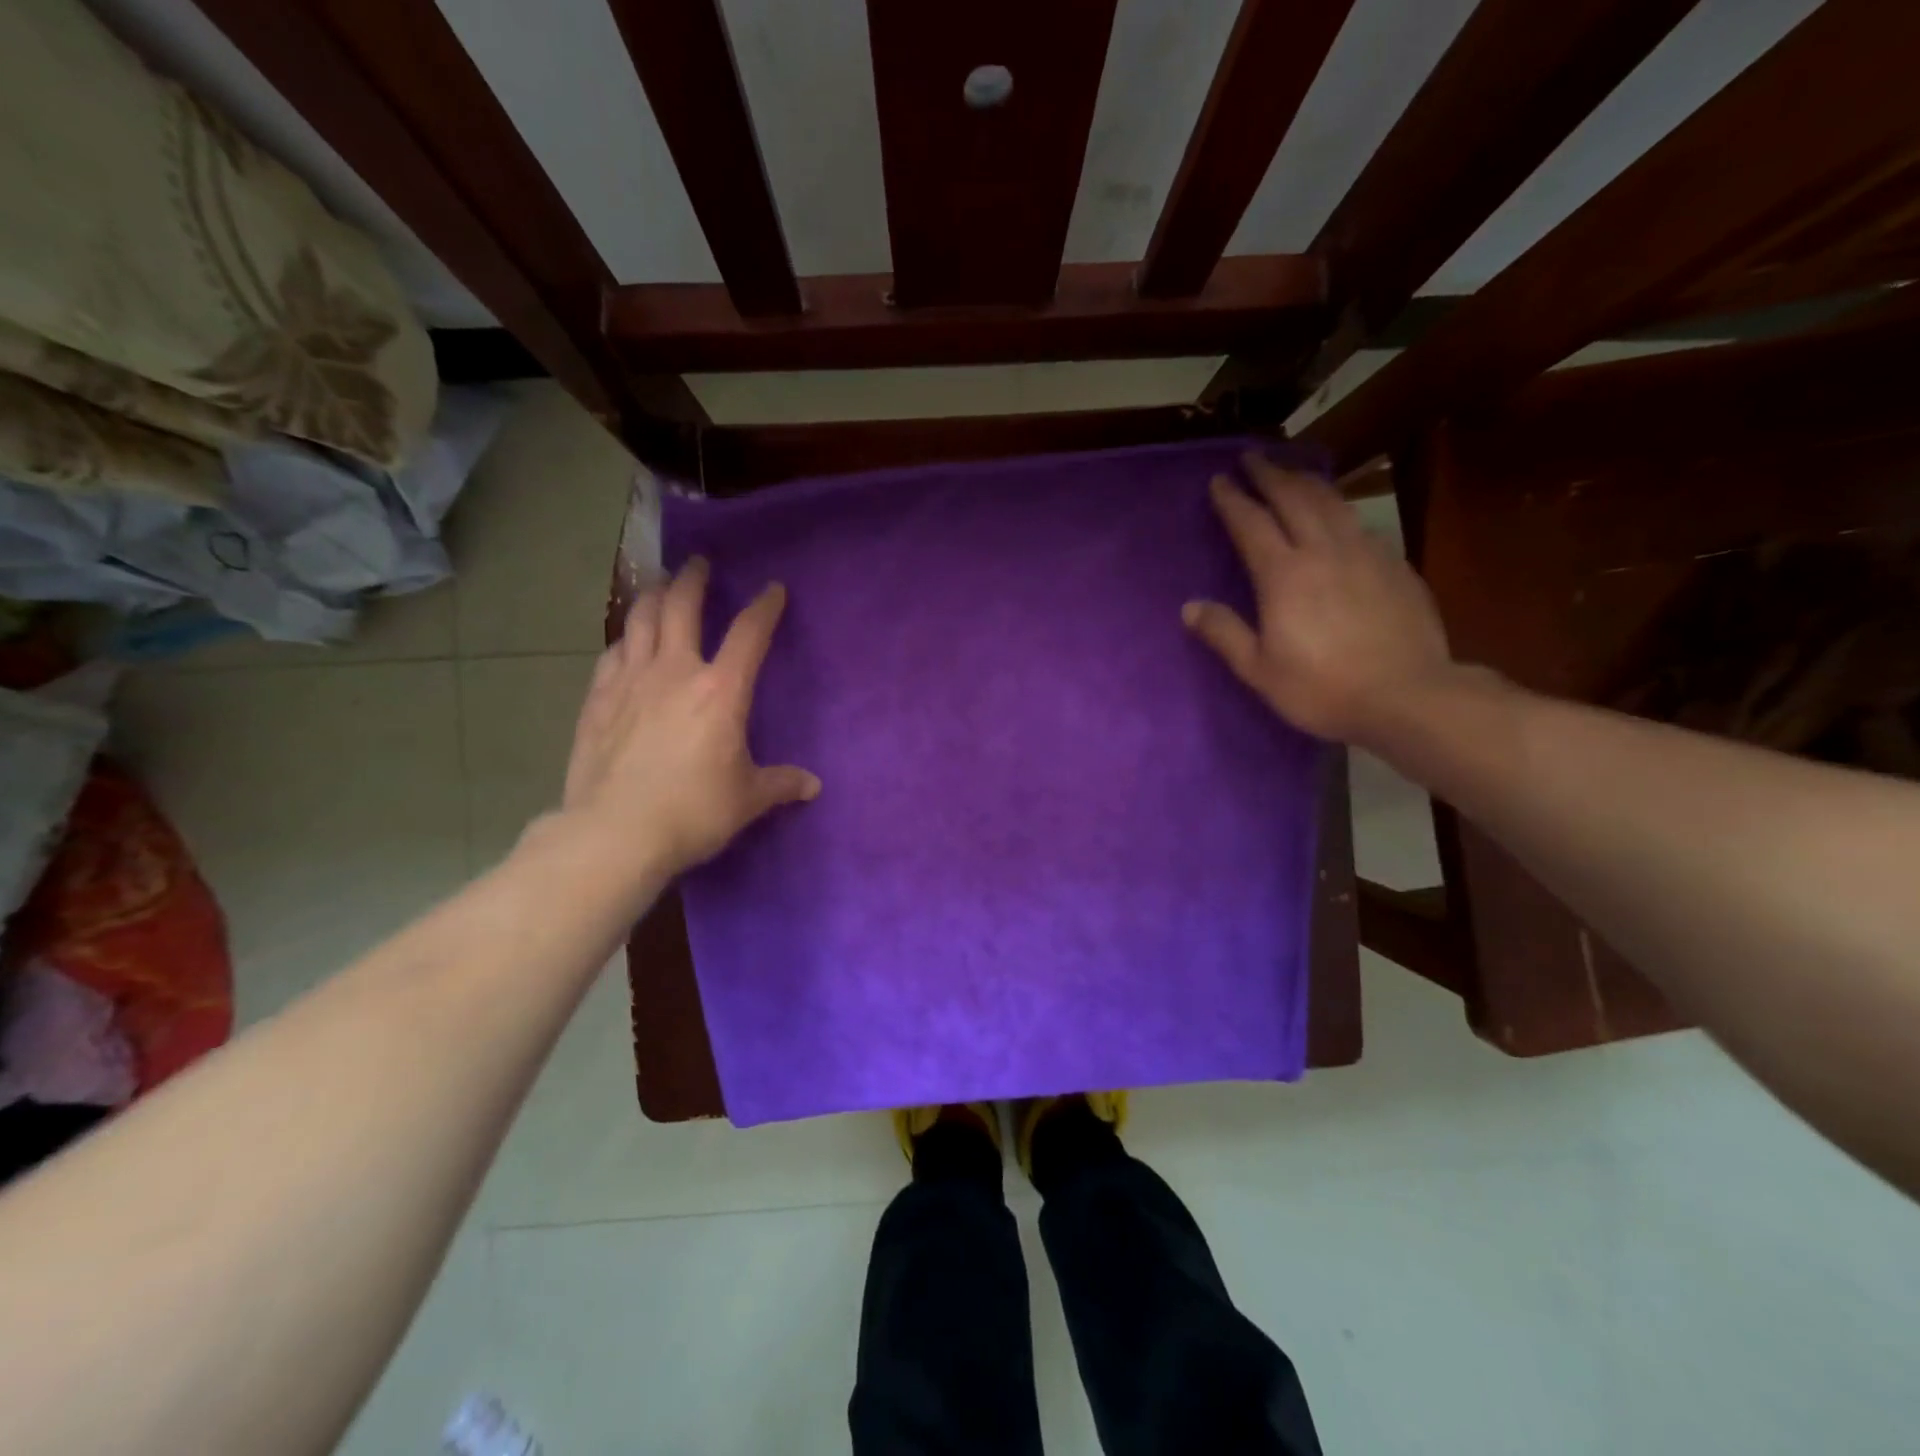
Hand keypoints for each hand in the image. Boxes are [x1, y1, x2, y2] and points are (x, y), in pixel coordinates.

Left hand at [557, 556, 819, 882]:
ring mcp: (630, 681)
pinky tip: (626, 643)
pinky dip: (624, 639)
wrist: (616, 832)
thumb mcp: (747, 799)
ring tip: (659, 587)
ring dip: (652, 597)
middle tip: (699, 565)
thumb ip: (780, 784)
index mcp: (721, 691)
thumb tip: (812, 786)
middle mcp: (674, 672)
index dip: (765, 606)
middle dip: (693, 580)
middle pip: (681, 606)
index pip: (750, 633)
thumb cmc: (693, 811)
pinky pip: (612, 654)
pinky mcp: (597, 700)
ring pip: (639, 620)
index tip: (773, 589)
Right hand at [1183, 452, 1455, 744]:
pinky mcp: (1394, 564)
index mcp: (1284, 575)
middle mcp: (1323, 551)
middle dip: (1269, 474)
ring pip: (1331, 501)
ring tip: (1290, 472)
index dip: (1233, 499)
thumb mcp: (1259, 671)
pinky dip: (1339, 507)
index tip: (1219, 480)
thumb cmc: (1322, 688)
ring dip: (1305, 481)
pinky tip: (1337, 513)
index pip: (1252, 523)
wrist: (1407, 696)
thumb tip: (1189, 607)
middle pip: (1293, 498)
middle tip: (1251, 457)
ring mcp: (1364, 553)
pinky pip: (1359, 522)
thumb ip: (1224, 633)